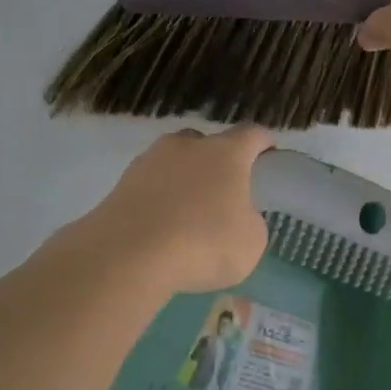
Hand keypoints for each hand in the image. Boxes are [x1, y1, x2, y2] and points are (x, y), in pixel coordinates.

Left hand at [84, 126, 272, 294]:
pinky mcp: (121, 182)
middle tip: (223, 191)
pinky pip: (150, 185)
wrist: (129, 254)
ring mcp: (150, 160)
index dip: (263, 144)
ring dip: (183, 180)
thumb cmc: (203, 243)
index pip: (252, 135)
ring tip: (186, 213)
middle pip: (207, 143)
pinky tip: (160, 226)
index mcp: (226, 152)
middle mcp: (187, 145)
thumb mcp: (250, 243)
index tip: (268, 156)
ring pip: (174, 162)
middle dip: (217, 162)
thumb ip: (250, 222)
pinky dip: (158, 199)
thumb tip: (238, 217)